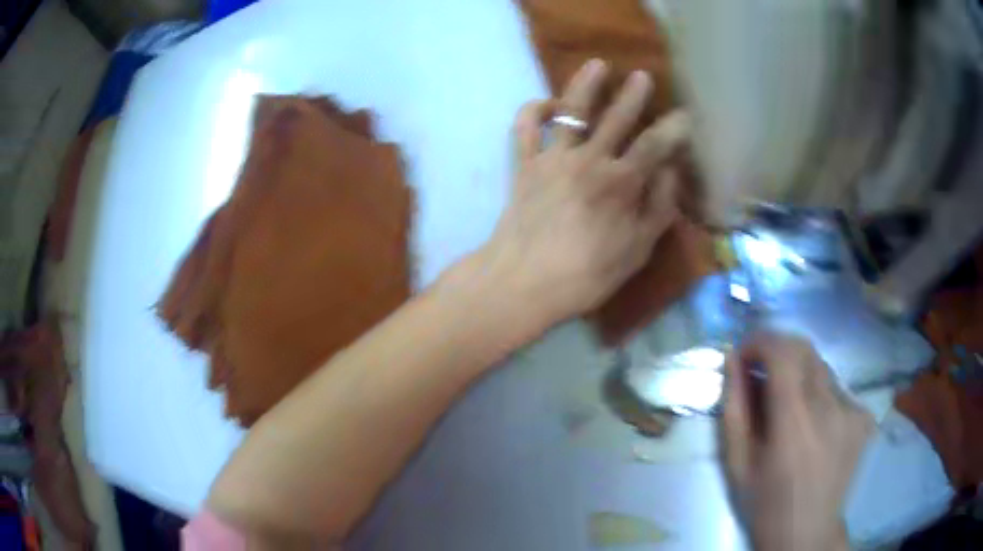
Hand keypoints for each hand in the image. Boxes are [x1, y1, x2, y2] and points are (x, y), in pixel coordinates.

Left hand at [477, 59, 688, 330]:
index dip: (673, 128)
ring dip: (585, 84)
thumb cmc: (586, 274)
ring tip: (597, 65)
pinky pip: (525, 128)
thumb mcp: (637, 251)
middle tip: (641, 76)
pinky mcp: (524, 164)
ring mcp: (553, 158)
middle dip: (632, 95)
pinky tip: (547, 104)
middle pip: (616, 118)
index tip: (684, 115)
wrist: (524, 282)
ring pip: (571, 110)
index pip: (655, 145)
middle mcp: (589, 160)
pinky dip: (533, 110)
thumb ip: (658, 209)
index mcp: (621, 182)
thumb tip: (671, 172)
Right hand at [720, 334, 873, 550]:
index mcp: (794, 422)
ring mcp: (852, 410)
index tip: (744, 356)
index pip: (782, 350)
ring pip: (822, 368)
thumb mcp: (737, 463)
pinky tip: (814, 425)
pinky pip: (837, 389)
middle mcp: (830, 407)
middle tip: (762, 377)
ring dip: (799, 375)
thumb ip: (734, 408)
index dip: (759, 342)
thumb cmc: (765, 504)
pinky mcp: (864, 417)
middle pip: (804, 349)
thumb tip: (732, 359)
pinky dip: (820, 395)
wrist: (807, 532)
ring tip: (789, 410)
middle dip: (778, 352)